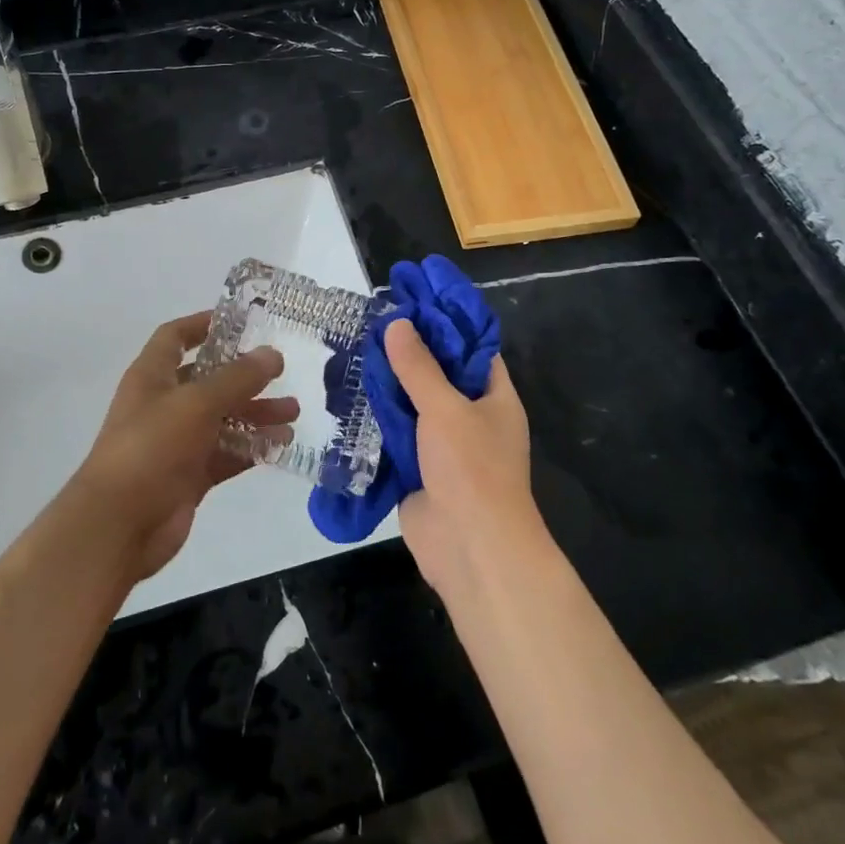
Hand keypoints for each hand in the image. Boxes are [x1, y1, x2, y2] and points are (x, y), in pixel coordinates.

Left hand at [74, 312, 293, 581]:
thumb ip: (237, 378)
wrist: (118, 525)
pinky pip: (225, 454)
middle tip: (282, 373)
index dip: (203, 324)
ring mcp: (176, 442)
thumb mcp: (197, 403)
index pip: (175, 337)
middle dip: (244, 377)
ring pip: (222, 419)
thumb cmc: (151, 447)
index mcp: (152, 376)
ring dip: (255, 414)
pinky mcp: (189, 476)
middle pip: (207, 380)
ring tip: (294, 414)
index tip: (241, 321)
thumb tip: (271, 354)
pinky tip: (282, 445)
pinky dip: (251, 448)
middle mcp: (163, 404)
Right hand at [383, 317, 544, 594]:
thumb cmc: (472, 470)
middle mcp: (471, 415)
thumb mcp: (446, 409)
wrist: (471, 550)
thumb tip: (397, 323)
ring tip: (356, 345)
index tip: (415, 293)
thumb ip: (419, 367)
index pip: (472, 345)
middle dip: (410, 347)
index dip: (446, 318)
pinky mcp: (418, 466)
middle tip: (375, 316)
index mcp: (493, 396)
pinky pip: (398, 430)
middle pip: (439, 371)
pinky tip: (350, 391)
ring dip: (390, 380)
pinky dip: (378, 414)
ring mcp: (444, 442)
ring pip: (414, 400)